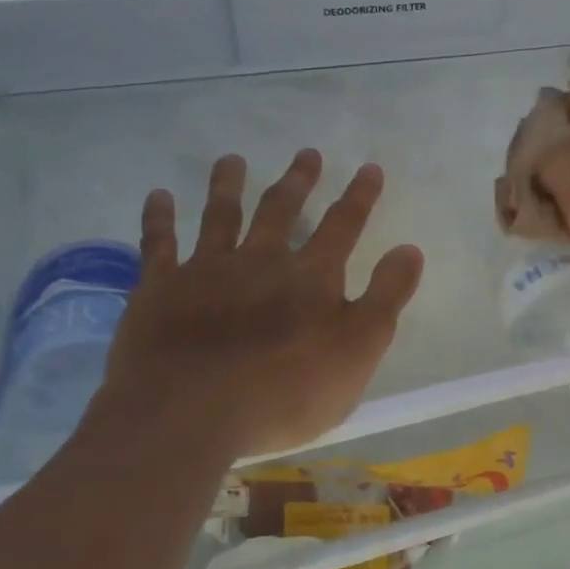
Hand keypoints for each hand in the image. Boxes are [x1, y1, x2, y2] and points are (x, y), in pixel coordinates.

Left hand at [92, 150, 423, 463]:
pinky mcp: (160, 289)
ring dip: (228, 185)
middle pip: (281, 210)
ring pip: (220, 215)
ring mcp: (207, 270)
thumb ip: (386, 297)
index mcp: (310, 276)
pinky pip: (159, 244)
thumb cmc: (286, 391)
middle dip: (298, 181)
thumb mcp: (358, 350)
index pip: (343, 225)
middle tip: (307, 153)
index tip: (369, 168)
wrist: (189, 414)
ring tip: (231, 160)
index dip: (359, 196)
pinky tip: (158, 196)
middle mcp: (260, 260)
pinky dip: (158, 218)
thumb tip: (410, 249)